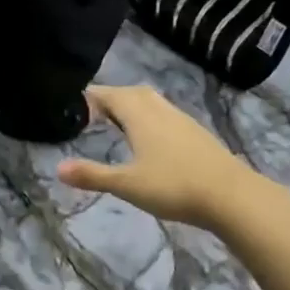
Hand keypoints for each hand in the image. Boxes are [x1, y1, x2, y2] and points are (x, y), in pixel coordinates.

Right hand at [56, 84, 250, 227]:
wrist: (230, 195)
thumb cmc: (173, 186)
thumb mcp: (127, 184)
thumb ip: (92, 175)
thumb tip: (58, 169)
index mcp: (140, 116)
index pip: (110, 95)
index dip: (91, 97)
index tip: (74, 104)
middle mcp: (161, 111)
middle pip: (132, 93)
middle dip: (111, 99)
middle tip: (93, 114)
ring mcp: (182, 121)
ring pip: (152, 102)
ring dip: (133, 107)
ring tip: (118, 124)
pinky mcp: (196, 134)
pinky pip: (166, 115)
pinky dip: (150, 119)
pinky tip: (150, 140)